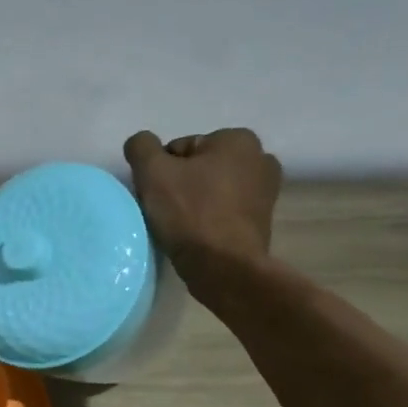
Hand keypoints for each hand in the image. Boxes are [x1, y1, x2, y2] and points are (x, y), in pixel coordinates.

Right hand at [123, 128, 283, 271]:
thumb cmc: (190, 213)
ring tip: (179, 226)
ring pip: (210, 190)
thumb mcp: (153, 172)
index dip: (161, 172)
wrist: (224, 267)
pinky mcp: (261, 220)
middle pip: (198, 168)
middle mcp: (260, 158)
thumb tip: (141, 143)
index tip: (156, 195)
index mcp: (238, 139)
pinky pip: (223, 211)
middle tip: (164, 211)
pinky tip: (196, 235)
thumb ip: (141, 147)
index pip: (180, 149)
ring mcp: (266, 191)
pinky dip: (208, 219)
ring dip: (193, 202)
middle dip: (179, 185)